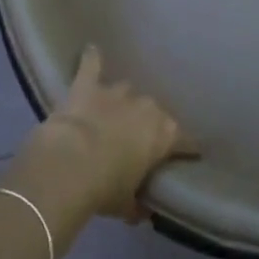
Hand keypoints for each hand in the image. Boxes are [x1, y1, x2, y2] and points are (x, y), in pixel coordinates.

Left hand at [8, 47, 189, 228]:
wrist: (68, 166)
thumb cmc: (104, 189)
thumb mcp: (126, 205)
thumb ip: (137, 203)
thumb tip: (141, 210)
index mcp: (164, 134)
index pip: (185, 141)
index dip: (188, 148)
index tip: (190, 154)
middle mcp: (146, 108)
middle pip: (154, 113)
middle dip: (147, 124)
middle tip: (137, 139)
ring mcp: (117, 93)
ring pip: (126, 92)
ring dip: (121, 102)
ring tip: (114, 112)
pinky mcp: (87, 86)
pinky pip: (91, 66)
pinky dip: (91, 59)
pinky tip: (90, 49)